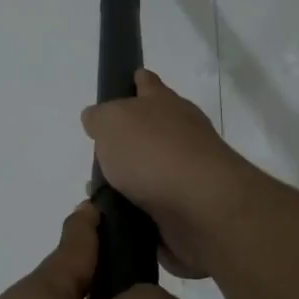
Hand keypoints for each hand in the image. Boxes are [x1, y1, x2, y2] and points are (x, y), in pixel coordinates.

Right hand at [81, 69, 265, 280]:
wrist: (201, 207)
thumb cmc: (153, 153)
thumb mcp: (112, 122)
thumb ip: (101, 117)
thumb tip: (97, 119)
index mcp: (164, 104)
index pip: (148, 84)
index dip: (137, 81)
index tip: (130, 81)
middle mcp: (181, 133)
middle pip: (152, 128)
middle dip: (130, 137)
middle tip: (101, 151)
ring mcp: (188, 171)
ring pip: (152, 170)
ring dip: (130, 179)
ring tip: (98, 192)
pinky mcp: (189, 207)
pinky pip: (155, 206)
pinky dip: (138, 210)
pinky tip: (116, 217)